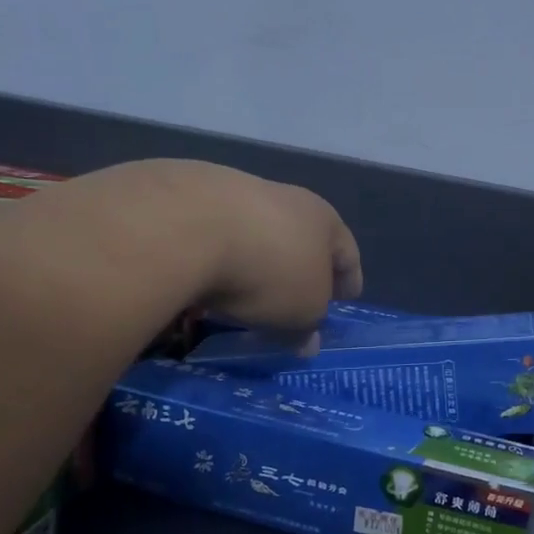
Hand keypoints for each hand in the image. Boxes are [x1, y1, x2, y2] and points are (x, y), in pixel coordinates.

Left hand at [154, 161, 361, 330]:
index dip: (348, 278)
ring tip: (242, 295)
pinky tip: (202, 279)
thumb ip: (308, 326)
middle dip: (299, 270)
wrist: (185, 225)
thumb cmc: (268, 270)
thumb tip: (308, 341)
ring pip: (254, 234)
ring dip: (254, 261)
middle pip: (300, 239)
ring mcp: (235, 191)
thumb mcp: (301, 312)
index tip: (345, 299)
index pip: (346, 251)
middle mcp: (285, 198)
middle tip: (294, 301)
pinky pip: (211, 236)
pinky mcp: (188, 196)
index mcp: (323, 219)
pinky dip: (214, 257)